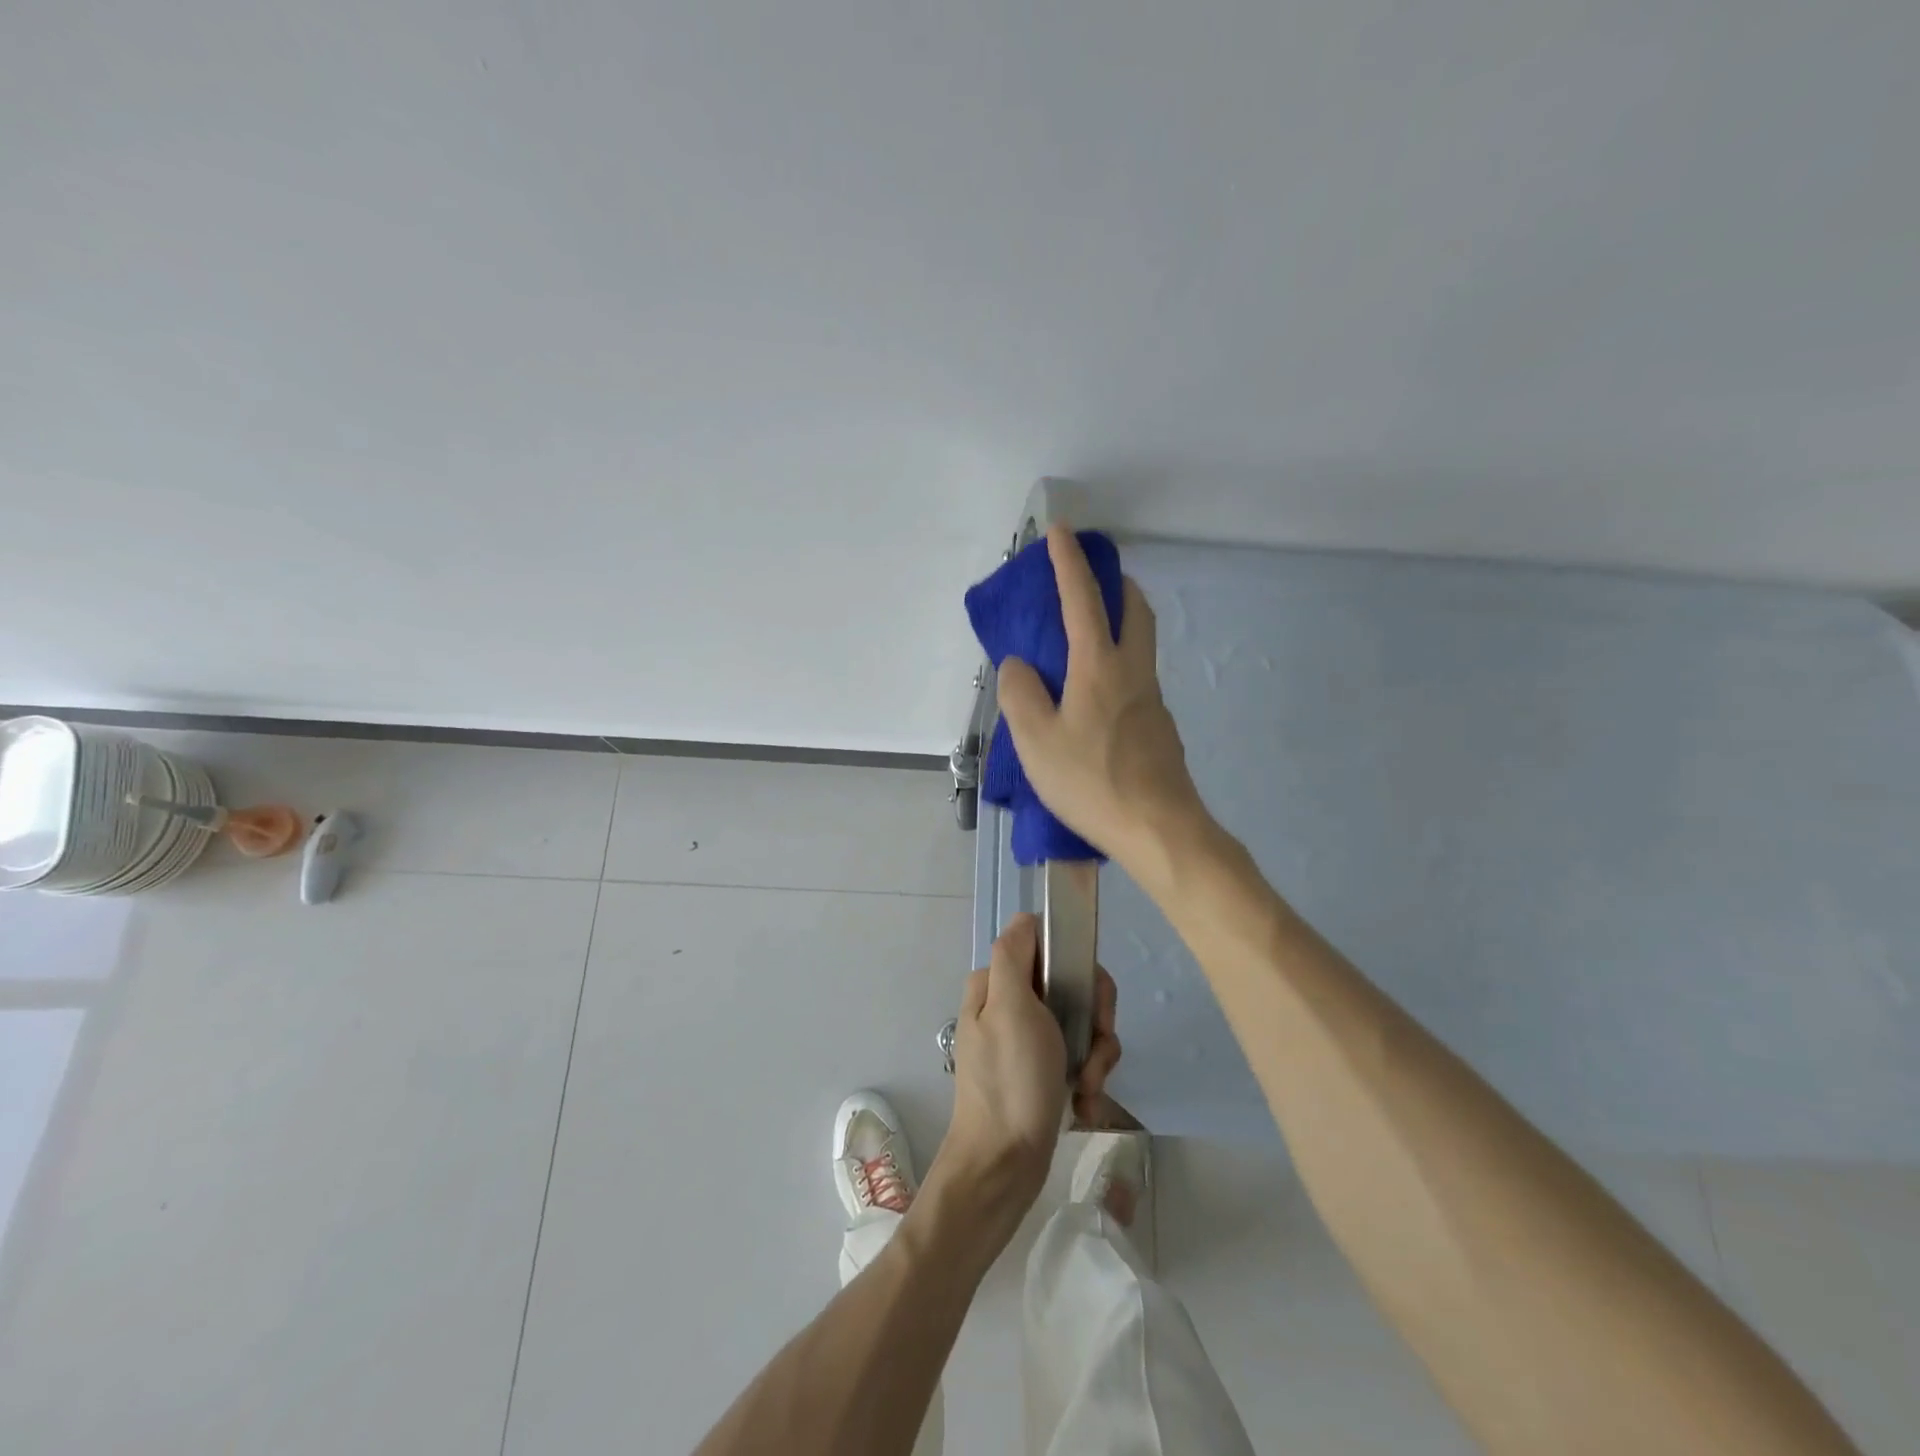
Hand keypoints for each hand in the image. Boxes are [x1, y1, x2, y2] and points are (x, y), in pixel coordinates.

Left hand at [938, 915, 1065, 1210]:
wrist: (1004, 1166)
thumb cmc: (1010, 1082)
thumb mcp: (1009, 1008)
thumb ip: (1014, 955)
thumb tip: (1025, 918)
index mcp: (996, 983)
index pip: (1048, 946)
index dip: (1076, 966)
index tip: (1090, 1000)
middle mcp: (1010, 1004)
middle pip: (1072, 985)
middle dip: (1094, 1020)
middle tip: (1094, 1053)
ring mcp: (1027, 1038)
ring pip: (1082, 1022)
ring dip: (1095, 1055)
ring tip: (1087, 1087)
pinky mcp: (1042, 1069)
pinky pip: (1079, 1056)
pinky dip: (1088, 1078)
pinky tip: (1084, 1103)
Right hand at [996, 524, 1207, 869]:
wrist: (1159, 828)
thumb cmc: (1091, 781)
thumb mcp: (1035, 741)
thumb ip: (1020, 694)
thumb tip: (1019, 665)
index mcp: (1099, 666)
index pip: (1083, 599)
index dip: (1068, 562)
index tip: (1060, 533)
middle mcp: (1133, 671)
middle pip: (1135, 609)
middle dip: (1114, 584)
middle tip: (1090, 584)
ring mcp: (1152, 699)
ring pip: (1141, 642)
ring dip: (1120, 622)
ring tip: (1085, 639)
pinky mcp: (1159, 726)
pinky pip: (1138, 677)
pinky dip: (1118, 664)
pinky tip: (1094, 698)